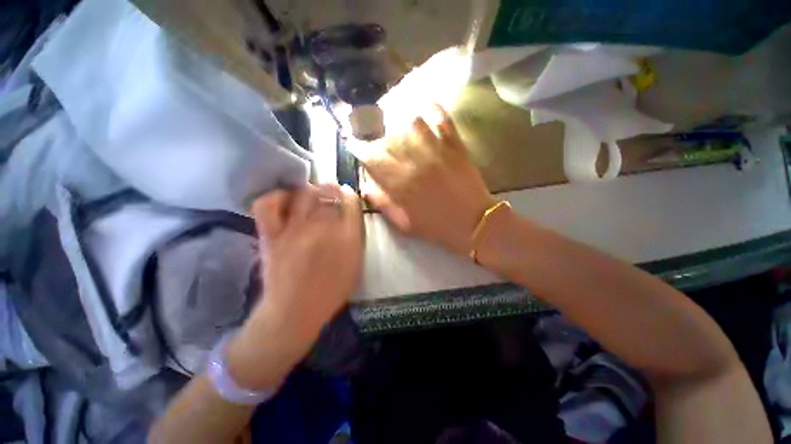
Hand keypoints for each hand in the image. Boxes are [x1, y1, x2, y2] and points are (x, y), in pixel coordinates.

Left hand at [228, 184, 362, 388]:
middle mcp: (322, 228)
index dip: (349, 195)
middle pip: (328, 193)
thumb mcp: (355, 265)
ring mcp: (294, 229)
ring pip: (303, 193)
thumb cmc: (331, 292)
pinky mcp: (271, 235)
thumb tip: (351, 215)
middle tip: (332, 195)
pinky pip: (268, 205)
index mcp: (347, 237)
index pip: (350, 202)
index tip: (347, 197)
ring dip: (310, 191)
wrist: (295, 312)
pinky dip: (276, 196)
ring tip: (312, 196)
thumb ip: (355, 237)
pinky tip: (286, 200)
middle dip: (332, 190)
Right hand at [357, 105, 493, 255]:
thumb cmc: (435, 226)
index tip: (355, 146)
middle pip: (386, 136)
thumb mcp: (403, 222)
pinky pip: (440, 116)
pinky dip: (430, 110)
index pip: (369, 155)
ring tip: (398, 133)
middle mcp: (414, 159)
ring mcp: (436, 148)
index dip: (358, 148)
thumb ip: (381, 203)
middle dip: (377, 139)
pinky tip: (423, 115)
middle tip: (379, 145)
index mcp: (399, 182)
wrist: (473, 223)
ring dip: (399, 124)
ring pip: (410, 120)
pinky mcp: (454, 143)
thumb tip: (365, 186)